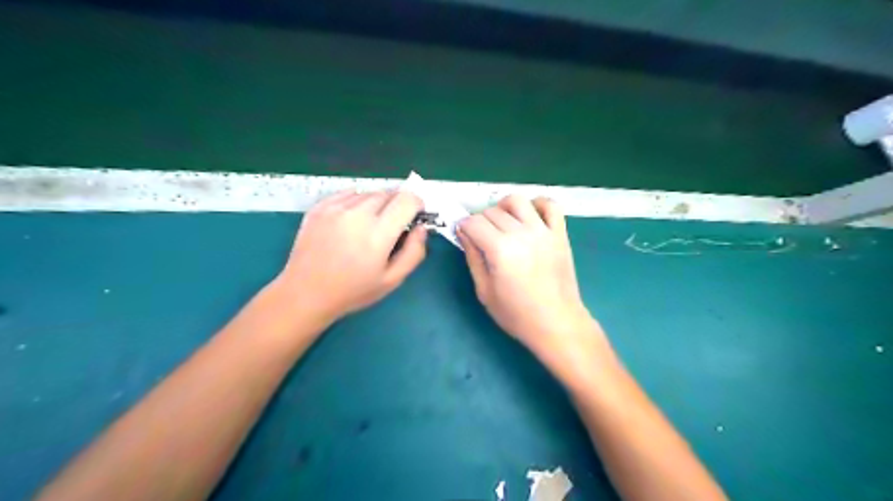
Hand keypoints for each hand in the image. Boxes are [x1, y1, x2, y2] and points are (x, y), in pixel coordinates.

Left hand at [278, 188, 426, 323]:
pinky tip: (351, 222)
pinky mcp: (319, 207)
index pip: (407, 199)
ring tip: (368, 227)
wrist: (305, 293)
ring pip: (369, 193)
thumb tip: (421, 228)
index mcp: (378, 233)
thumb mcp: (392, 280)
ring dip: (377, 204)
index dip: (417, 205)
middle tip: (391, 227)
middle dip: (397, 206)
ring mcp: (336, 208)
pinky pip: (348, 194)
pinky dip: (356, 202)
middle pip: (389, 193)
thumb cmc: (353, 291)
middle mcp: (357, 214)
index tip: (414, 217)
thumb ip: (414, 252)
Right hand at [457, 195, 602, 366]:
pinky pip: (550, 205)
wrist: (557, 323)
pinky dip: (537, 204)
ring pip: (517, 201)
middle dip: (480, 220)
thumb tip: (463, 233)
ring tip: (502, 223)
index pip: (474, 222)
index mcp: (500, 250)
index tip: (463, 235)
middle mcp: (521, 234)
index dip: (463, 226)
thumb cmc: (517, 314)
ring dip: (504, 207)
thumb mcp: (484, 291)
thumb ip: (473, 258)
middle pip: (492, 211)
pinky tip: (529, 216)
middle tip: (481, 237)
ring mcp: (543, 231)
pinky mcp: (560, 233)